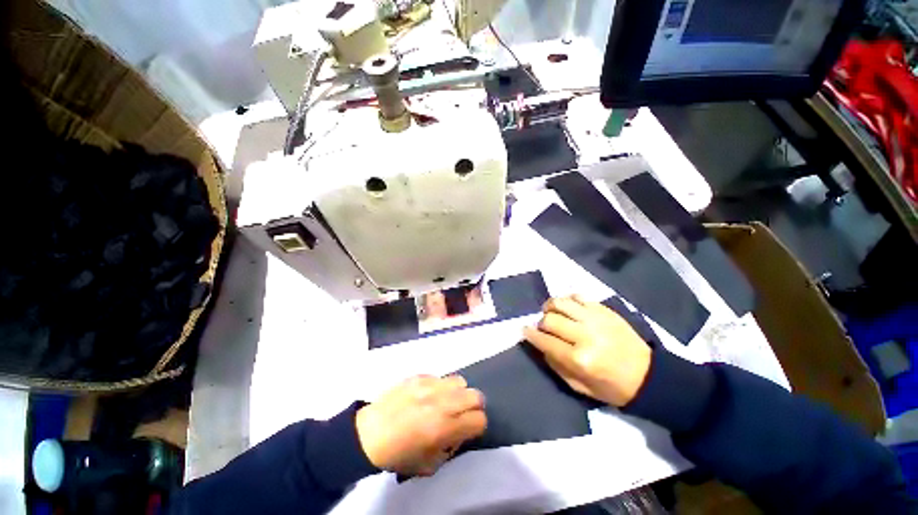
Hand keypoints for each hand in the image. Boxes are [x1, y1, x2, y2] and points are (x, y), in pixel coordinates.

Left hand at [356, 375, 486, 475]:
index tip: (468, 430)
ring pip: (460, 381)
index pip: (479, 420)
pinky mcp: (419, 376)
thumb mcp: (429, 464)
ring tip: (446, 401)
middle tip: (461, 414)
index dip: (477, 427)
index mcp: (444, 428)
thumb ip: (451, 448)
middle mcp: (441, 403)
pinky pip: (440, 377)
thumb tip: (459, 433)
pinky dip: (440, 387)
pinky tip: (427, 396)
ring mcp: (430, 386)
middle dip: (473, 407)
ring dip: (458, 393)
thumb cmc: (398, 454)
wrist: (369, 434)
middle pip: (476, 396)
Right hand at [523, 295, 651, 406]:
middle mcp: (585, 335)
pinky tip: (569, 309)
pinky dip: (568, 301)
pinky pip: (578, 296)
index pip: (544, 340)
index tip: (524, 330)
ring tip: (552, 313)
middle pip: (550, 319)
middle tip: (543, 327)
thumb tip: (540, 344)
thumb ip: (555, 365)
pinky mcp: (604, 310)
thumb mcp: (579, 387)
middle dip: (541, 323)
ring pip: (561, 302)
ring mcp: (596, 319)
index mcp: (579, 358)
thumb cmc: (612, 387)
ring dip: (551, 306)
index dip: (530, 334)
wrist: (648, 376)